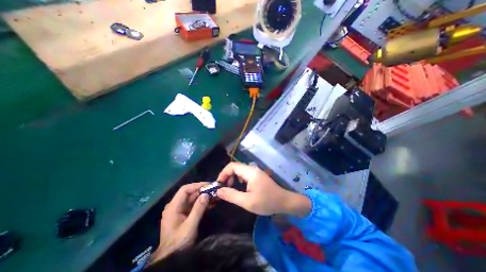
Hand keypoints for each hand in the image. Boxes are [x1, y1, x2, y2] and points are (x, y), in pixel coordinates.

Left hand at [152, 182, 209, 261]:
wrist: (170, 258)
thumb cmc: (179, 242)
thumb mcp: (190, 226)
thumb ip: (198, 209)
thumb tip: (206, 194)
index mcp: (173, 207)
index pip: (185, 190)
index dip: (197, 185)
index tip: (208, 185)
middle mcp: (175, 206)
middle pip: (189, 194)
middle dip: (202, 191)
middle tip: (214, 190)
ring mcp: (179, 210)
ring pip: (192, 199)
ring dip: (203, 197)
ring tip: (214, 196)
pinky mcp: (183, 215)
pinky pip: (193, 205)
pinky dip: (201, 203)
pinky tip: (210, 204)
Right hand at [216, 163, 310, 217]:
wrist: (284, 201)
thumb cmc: (267, 202)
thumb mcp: (247, 202)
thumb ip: (232, 195)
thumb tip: (218, 190)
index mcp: (250, 172)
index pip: (232, 166)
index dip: (223, 173)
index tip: (219, 184)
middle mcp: (252, 168)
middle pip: (235, 167)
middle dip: (227, 176)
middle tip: (224, 187)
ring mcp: (255, 171)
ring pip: (239, 169)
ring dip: (232, 177)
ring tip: (230, 187)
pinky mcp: (257, 175)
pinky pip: (244, 173)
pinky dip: (238, 178)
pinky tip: (240, 186)